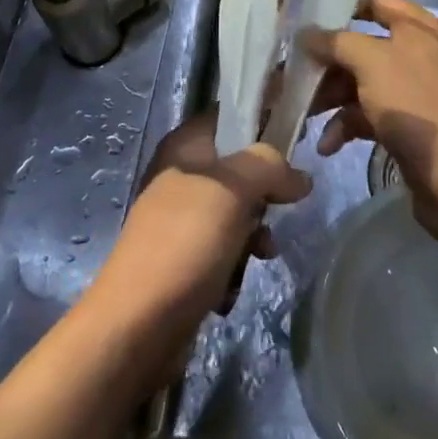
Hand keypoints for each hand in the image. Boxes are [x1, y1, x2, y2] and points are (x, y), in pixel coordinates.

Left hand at [86, 108, 310, 357]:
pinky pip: (224, 249)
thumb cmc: (186, 241)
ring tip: (261, 254)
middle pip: (239, 166)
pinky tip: (233, 286)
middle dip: (265, 190)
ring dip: (254, 235)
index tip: (298, 136)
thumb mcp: (235, 189)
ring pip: (237, 211)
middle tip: (282, 205)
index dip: (265, 119)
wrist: (137, 324)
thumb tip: (300, 177)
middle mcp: (182, 175)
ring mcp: (181, 218)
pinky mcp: (184, 258)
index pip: (231, 114)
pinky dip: (235, 265)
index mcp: (186, 146)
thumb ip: (271, 167)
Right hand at [308, 0, 437, 238]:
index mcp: (418, 27)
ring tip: (304, 114)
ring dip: (331, 96)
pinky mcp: (407, 124)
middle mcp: (417, 53)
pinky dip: (347, 125)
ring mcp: (412, 90)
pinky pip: (369, 114)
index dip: (344, 5)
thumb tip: (307, 34)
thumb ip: (335, 41)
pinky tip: (327, 144)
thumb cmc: (413, 104)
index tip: (310, 20)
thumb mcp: (370, 61)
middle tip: (295, 73)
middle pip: (362, 45)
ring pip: (361, 82)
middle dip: (328, 61)